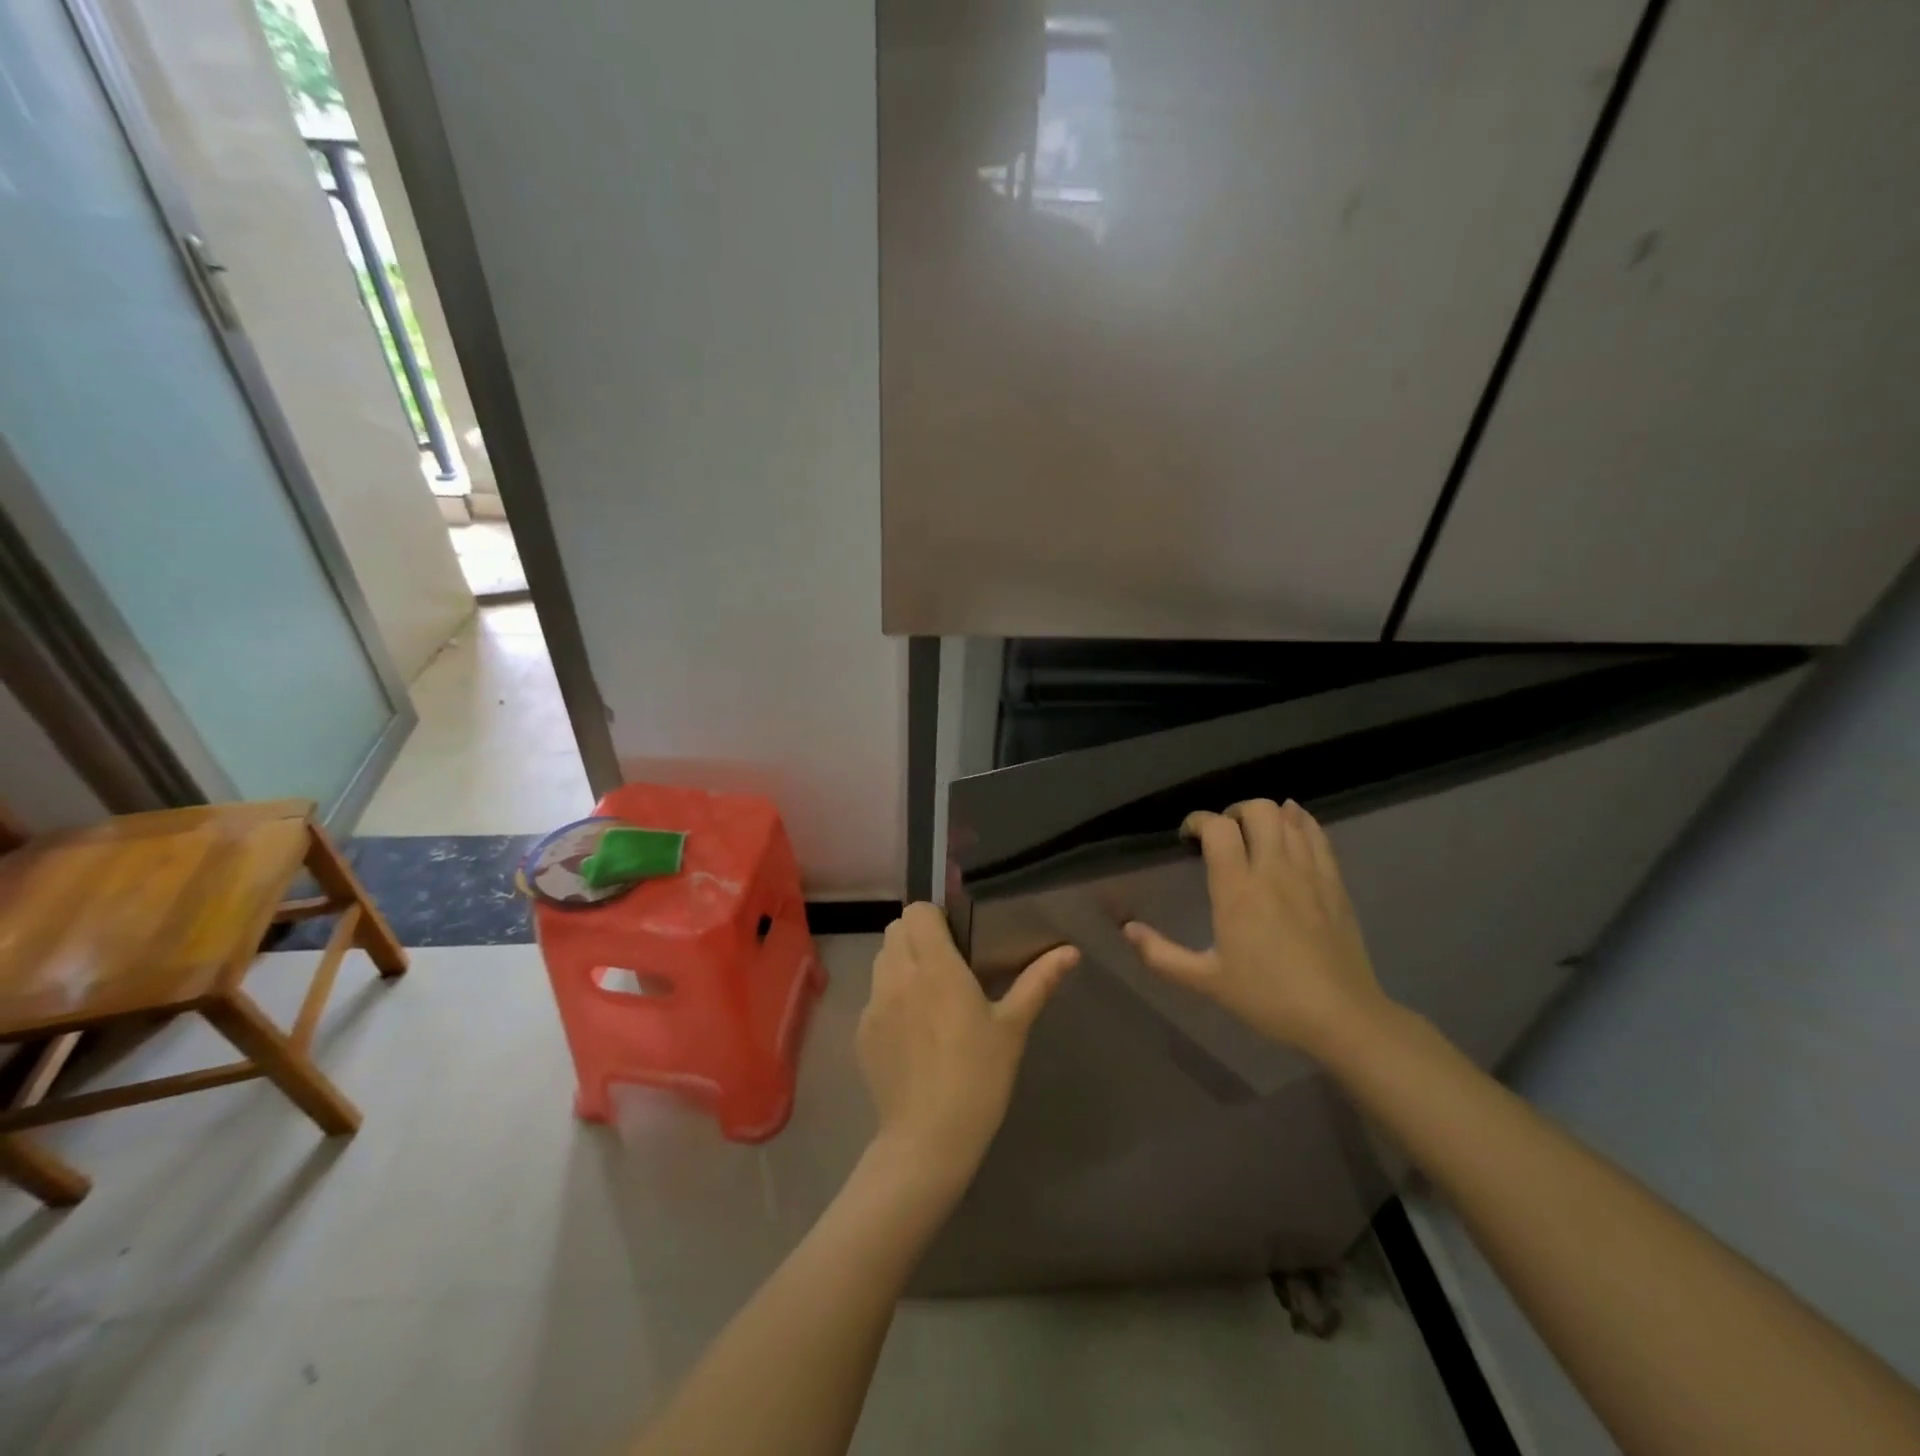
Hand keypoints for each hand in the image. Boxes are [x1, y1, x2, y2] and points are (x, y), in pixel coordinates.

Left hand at [858, 903, 1077, 1190]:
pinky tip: (913, 1031)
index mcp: (936, 967)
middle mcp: (898, 976)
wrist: (929, 1139)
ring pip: (881, 959)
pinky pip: (873, 995)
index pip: (917, 911)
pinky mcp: (862, 1031)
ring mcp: (874, 1004)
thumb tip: (1071, 951)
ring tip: (928, 994)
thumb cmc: (979, 1077)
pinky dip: (890, 997)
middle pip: (896, 929)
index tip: (956, 939)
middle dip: (918, 936)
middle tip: (946, 963)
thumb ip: (1038, 981)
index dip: (935, 917)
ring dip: (902, 962)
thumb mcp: (1013, 1028)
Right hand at [1124, 799, 1389, 1060]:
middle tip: (1223, 836)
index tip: (1187, 837)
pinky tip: (1291, 828)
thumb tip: (1127, 929)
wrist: (1342, 1018)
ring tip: (1253, 833)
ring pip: (1288, 817)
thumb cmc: (1268, 999)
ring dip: (1266, 815)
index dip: (1198, 821)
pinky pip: (1317, 835)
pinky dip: (1300, 822)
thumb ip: (1161, 955)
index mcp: (1237, 891)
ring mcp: (1309, 873)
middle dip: (1233, 812)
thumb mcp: (1206, 982)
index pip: (1217, 828)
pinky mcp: (1334, 883)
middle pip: (1257, 810)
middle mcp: (1273, 870)